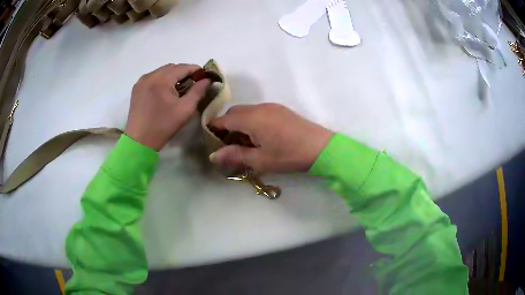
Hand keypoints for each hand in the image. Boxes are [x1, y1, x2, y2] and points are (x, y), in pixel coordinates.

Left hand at [125, 64, 209, 150]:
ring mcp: (141, 81)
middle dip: (184, 72)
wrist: (139, 141)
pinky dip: (162, 80)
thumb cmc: (163, 126)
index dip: (195, 70)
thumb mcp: (185, 110)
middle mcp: (150, 76)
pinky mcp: (137, 88)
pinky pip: (153, 77)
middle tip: (193, 83)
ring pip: (162, 71)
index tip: (204, 76)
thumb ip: (198, 92)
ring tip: (180, 87)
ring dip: (173, 76)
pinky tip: (166, 91)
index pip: (182, 67)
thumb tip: (207, 80)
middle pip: (171, 67)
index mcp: (161, 80)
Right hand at [209, 103, 333, 171]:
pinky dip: (252, 121)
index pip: (224, 119)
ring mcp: (271, 107)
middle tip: (229, 145)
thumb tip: (213, 156)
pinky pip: (258, 112)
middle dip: (227, 126)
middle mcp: (259, 108)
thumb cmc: (288, 155)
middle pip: (234, 113)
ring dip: (240, 124)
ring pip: (247, 111)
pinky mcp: (280, 110)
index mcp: (251, 118)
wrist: (320, 147)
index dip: (214, 128)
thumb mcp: (260, 159)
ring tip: (245, 143)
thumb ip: (235, 155)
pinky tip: (260, 137)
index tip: (211, 141)